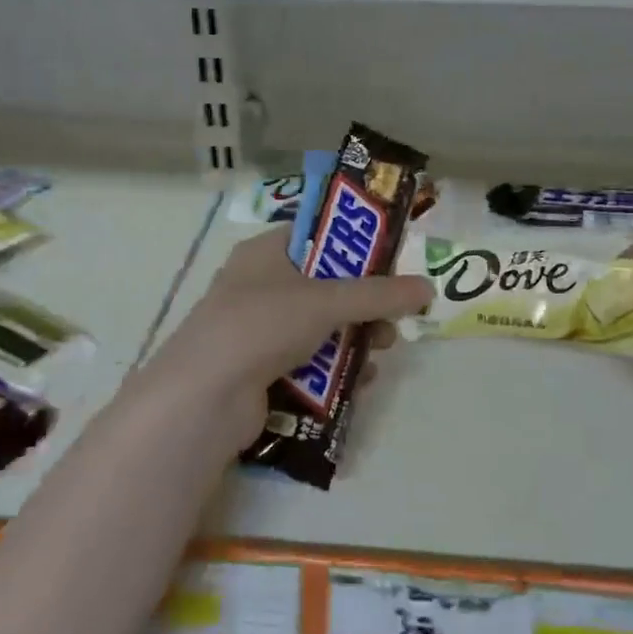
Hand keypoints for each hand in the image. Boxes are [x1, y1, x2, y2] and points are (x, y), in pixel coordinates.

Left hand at [139, 229, 433, 447]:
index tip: (392, 263)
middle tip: (392, 318)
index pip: (318, 234)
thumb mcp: (326, 301)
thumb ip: (380, 294)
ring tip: (381, 351)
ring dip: (355, 338)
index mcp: (266, 251)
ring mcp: (259, 330)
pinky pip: (311, 361)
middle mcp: (260, 285)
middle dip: (364, 304)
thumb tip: (429, 288)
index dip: (357, 245)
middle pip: (327, 285)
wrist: (203, 399)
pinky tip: (360, 382)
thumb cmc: (262, 325)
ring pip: (322, 327)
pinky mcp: (262, 370)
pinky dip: (337, 369)